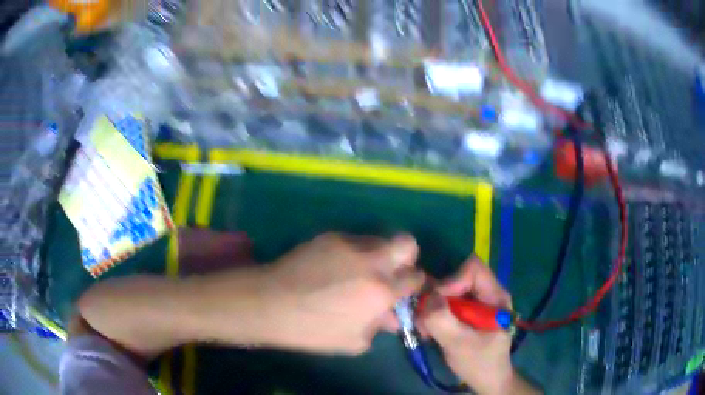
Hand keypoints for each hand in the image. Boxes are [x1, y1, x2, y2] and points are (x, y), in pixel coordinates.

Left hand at [263, 232, 424, 354]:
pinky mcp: (330, 237)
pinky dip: (354, 253)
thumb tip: (391, 315)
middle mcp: (371, 261)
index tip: (404, 291)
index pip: (415, 277)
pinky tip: (336, 268)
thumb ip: (379, 326)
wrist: (271, 304)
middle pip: (407, 243)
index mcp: (381, 291)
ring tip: (358, 272)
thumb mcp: (354, 341)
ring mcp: (349, 245)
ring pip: (379, 239)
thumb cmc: (313, 331)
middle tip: (390, 273)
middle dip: (406, 258)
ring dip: (378, 254)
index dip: (413, 284)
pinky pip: (353, 241)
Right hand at [420, 256, 527, 394]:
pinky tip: (430, 331)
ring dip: (434, 307)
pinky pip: (448, 303)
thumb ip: (442, 320)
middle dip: (438, 297)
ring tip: (426, 329)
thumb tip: (426, 296)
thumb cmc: (479, 363)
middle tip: (424, 319)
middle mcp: (489, 294)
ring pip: (451, 291)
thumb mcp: (459, 344)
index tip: (436, 304)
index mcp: (496, 297)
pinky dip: (436, 314)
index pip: (473, 269)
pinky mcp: (469, 313)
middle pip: (459, 278)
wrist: (487, 380)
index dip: (452, 281)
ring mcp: (479, 303)